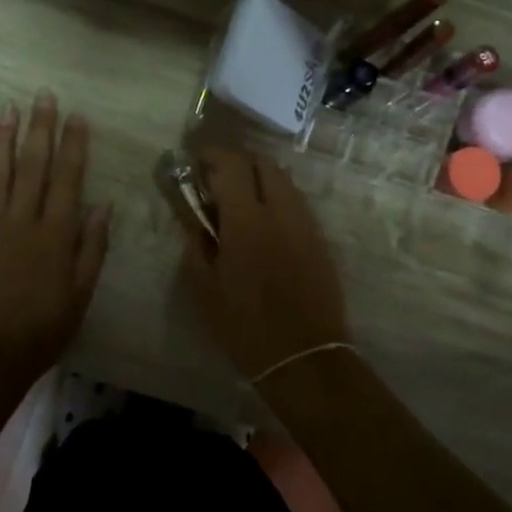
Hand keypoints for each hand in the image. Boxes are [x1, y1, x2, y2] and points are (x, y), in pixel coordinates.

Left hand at [0, 93, 110, 388]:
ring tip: (9, 109)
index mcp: (55, 234)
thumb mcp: (80, 294)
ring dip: (3, 138)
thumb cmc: (43, 328)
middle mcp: (22, 221)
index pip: (67, 178)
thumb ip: (92, 247)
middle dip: (39, 128)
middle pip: (32, 165)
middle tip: (42, 96)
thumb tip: (103, 204)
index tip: (77, 116)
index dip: (73, 145)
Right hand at [181, 149, 350, 380]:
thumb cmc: (244, 325)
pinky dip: (277, 199)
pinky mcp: (320, 239)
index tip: (196, 160)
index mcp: (247, 220)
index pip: (231, 164)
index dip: (212, 154)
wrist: (304, 356)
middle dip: (238, 163)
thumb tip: (192, 213)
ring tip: (240, 201)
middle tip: (217, 181)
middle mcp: (281, 211)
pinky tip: (264, 223)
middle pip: (262, 163)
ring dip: (260, 179)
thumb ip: (196, 241)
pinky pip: (297, 203)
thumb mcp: (205, 287)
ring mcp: (305, 223)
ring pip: (284, 181)